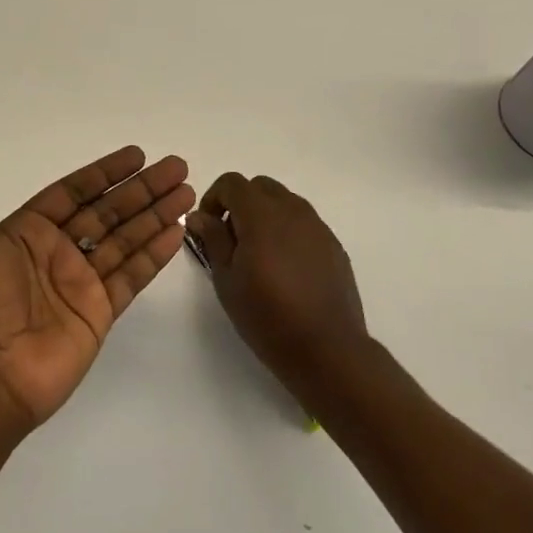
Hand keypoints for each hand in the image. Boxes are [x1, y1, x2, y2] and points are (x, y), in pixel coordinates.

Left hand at [0, 123, 193, 432]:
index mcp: (27, 230)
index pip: (75, 191)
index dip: (106, 172)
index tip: (138, 154)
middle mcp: (57, 252)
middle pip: (109, 210)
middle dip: (143, 189)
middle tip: (178, 166)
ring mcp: (80, 283)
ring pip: (126, 239)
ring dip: (156, 214)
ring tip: (187, 191)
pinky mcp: (99, 313)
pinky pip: (132, 275)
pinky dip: (155, 254)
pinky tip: (177, 231)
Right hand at [187, 174, 368, 395]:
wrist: (327, 350)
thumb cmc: (267, 317)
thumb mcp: (227, 280)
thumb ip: (213, 239)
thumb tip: (199, 215)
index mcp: (262, 215)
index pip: (232, 182)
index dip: (214, 198)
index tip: (208, 226)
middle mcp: (292, 210)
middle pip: (260, 186)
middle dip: (240, 203)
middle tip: (231, 238)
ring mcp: (317, 226)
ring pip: (284, 201)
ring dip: (265, 215)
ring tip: (258, 254)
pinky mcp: (333, 244)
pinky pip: (304, 222)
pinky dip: (287, 230)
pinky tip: (285, 268)